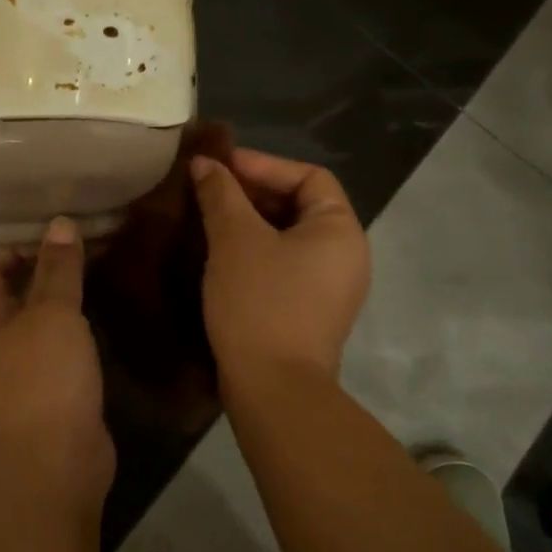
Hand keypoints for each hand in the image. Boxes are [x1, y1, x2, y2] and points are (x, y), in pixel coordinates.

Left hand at [0, 217, 114, 509]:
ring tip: (105, 263)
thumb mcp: (51, 313)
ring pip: (47, 317)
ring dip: (69, 293)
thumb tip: (59, 222)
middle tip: (87, 237)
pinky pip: (70, 344)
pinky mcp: (62, 388)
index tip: (50, 228)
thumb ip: (57, 269)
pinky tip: (111, 309)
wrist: (54, 465)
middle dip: (46, 264)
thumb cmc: (43, 379)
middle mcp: (7, 338)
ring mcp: (34, 366)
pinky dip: (85, 324)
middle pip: (18, 290)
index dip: (10, 244)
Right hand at [190, 148, 370, 391]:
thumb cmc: (260, 301)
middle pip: (300, 205)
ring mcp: (330, 287)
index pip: (308, 176)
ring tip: (209, 218)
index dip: (263, 164)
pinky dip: (255, 251)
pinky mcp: (310, 311)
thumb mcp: (235, 239)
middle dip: (253, 192)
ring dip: (250, 222)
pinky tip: (220, 255)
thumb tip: (204, 163)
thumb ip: (220, 193)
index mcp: (340, 230)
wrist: (273, 389)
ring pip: (288, 237)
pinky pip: (284, 264)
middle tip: (209, 190)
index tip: (220, 167)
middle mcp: (346, 255)